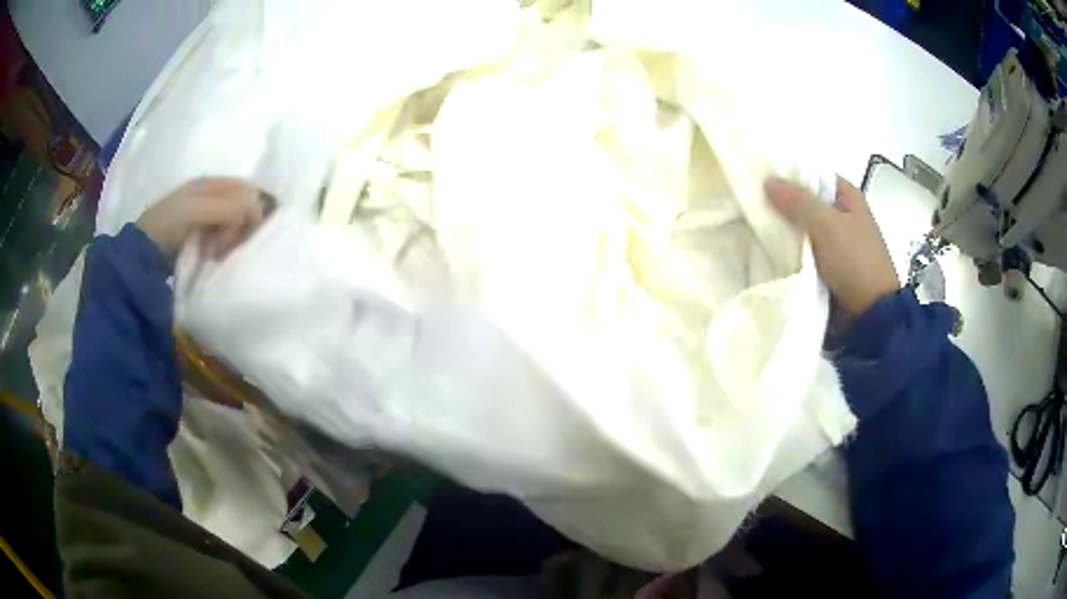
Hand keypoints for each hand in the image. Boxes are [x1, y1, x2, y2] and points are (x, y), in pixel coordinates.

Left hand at [136, 178, 264, 259]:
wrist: (142, 254)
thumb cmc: (167, 225)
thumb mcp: (197, 210)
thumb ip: (228, 206)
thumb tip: (260, 209)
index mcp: (212, 183)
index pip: (248, 190)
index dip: (254, 209)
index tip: (247, 231)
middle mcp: (213, 197)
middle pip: (244, 209)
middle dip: (240, 228)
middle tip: (223, 245)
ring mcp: (208, 219)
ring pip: (236, 227)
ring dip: (231, 242)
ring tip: (215, 254)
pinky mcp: (204, 239)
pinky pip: (226, 240)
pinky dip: (224, 249)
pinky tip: (213, 257)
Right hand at [764, 175, 898, 315]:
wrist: (869, 316)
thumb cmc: (854, 261)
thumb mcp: (826, 224)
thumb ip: (797, 201)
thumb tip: (767, 181)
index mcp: (849, 197)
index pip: (814, 176)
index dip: (790, 174)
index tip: (761, 177)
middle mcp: (843, 217)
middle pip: (807, 203)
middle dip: (782, 204)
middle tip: (750, 203)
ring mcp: (836, 245)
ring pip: (803, 230)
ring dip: (783, 231)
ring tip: (750, 226)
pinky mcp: (829, 269)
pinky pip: (804, 254)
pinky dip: (789, 253)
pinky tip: (765, 251)